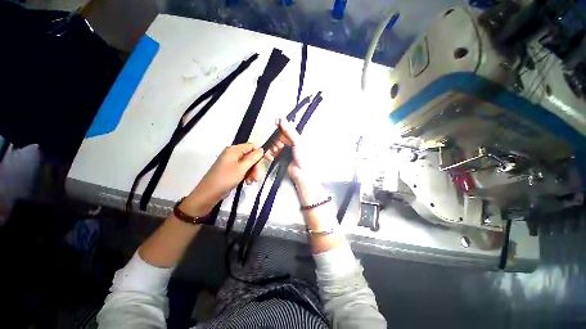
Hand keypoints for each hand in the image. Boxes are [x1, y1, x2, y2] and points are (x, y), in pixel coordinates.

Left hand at [181, 143, 263, 215]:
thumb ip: (253, 158)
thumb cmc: (225, 179)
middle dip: (255, 167)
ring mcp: (232, 163)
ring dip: (252, 173)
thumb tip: (261, 149)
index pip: (251, 146)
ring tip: (251, 182)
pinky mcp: (232, 171)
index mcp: (234, 150)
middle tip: (256, 177)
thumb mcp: (241, 168)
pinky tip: (247, 183)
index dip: (261, 152)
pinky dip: (247, 176)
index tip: (270, 160)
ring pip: (248, 165)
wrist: (209, 194)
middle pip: (251, 157)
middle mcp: (233, 154)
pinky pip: (243, 170)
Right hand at [259, 118, 306, 181]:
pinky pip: (272, 153)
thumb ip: (289, 131)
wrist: (302, 173)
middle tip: (279, 144)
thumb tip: (283, 121)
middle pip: (279, 137)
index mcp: (297, 138)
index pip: (287, 129)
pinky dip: (270, 154)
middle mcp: (291, 144)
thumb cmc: (304, 158)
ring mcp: (285, 151)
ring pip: (275, 145)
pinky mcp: (281, 158)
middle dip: (277, 140)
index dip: (281, 125)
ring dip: (273, 147)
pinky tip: (271, 156)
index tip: (275, 122)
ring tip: (276, 151)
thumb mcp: (298, 142)